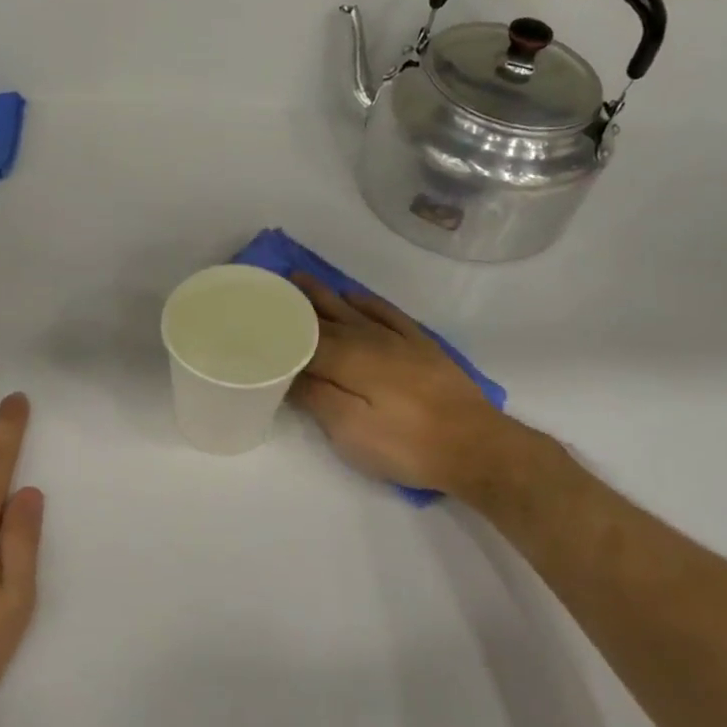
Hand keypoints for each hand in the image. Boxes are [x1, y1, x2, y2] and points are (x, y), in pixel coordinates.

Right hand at [289, 275, 535, 499]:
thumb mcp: (350, 431)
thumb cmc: (406, 444)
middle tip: (268, 287)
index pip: (300, 335)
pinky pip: (386, 312)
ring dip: (324, 294)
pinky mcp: (421, 345)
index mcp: (346, 357)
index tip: (251, 313)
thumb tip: (285, 370)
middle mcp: (367, 338)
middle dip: (294, 302)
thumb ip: (316, 396)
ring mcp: (397, 338)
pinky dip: (366, 302)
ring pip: (351, 308)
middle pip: (323, 316)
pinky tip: (354, 296)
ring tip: (300, 279)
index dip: (276, 324)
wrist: (475, 446)